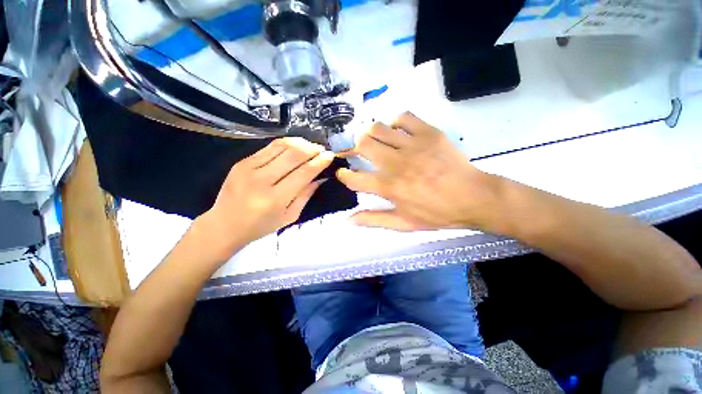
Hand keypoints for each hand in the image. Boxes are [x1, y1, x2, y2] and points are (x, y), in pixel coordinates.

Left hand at [197, 138, 333, 259]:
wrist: (224, 225)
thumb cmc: (261, 226)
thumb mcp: (289, 217)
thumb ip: (305, 195)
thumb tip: (320, 177)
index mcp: (276, 199)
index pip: (304, 173)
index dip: (319, 162)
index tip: (330, 156)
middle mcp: (262, 180)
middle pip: (294, 155)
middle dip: (312, 149)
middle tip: (322, 149)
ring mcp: (249, 168)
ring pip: (281, 146)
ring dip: (300, 143)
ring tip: (311, 146)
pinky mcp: (242, 162)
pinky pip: (269, 147)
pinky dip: (285, 144)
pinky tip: (294, 146)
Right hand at [336, 112, 500, 230]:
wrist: (473, 197)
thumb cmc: (437, 213)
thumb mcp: (404, 223)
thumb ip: (374, 220)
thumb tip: (348, 220)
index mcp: (389, 187)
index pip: (354, 178)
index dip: (344, 175)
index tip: (344, 173)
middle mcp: (396, 163)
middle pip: (362, 144)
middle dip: (354, 147)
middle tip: (359, 152)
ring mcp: (413, 145)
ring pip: (378, 128)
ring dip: (370, 133)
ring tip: (374, 139)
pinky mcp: (429, 133)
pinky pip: (404, 117)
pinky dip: (394, 121)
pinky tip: (396, 130)